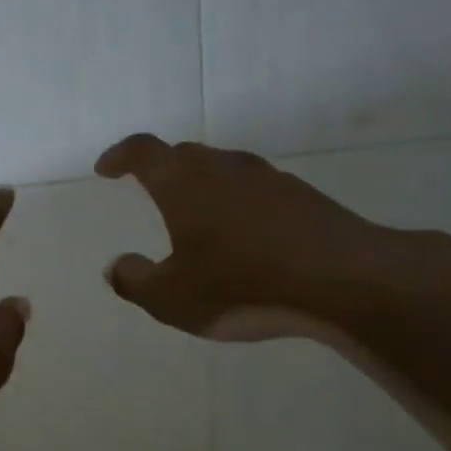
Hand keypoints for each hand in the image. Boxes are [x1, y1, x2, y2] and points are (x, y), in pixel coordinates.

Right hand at [94, 134, 395, 341]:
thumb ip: (134, 280)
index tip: (106, 168)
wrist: (344, 281)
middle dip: (160, 168)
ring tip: (195, 217)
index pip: (143, 152)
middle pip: (184, 154)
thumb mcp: (170, 299)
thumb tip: (116, 266)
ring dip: (201, 185)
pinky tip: (242, 237)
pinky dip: (236, 204)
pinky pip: (255, 191)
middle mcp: (224, 169)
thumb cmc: (241, 286)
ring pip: (223, 170)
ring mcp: (268, 180)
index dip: (120, 156)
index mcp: (184, 184)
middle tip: (148, 188)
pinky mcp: (303, 197)